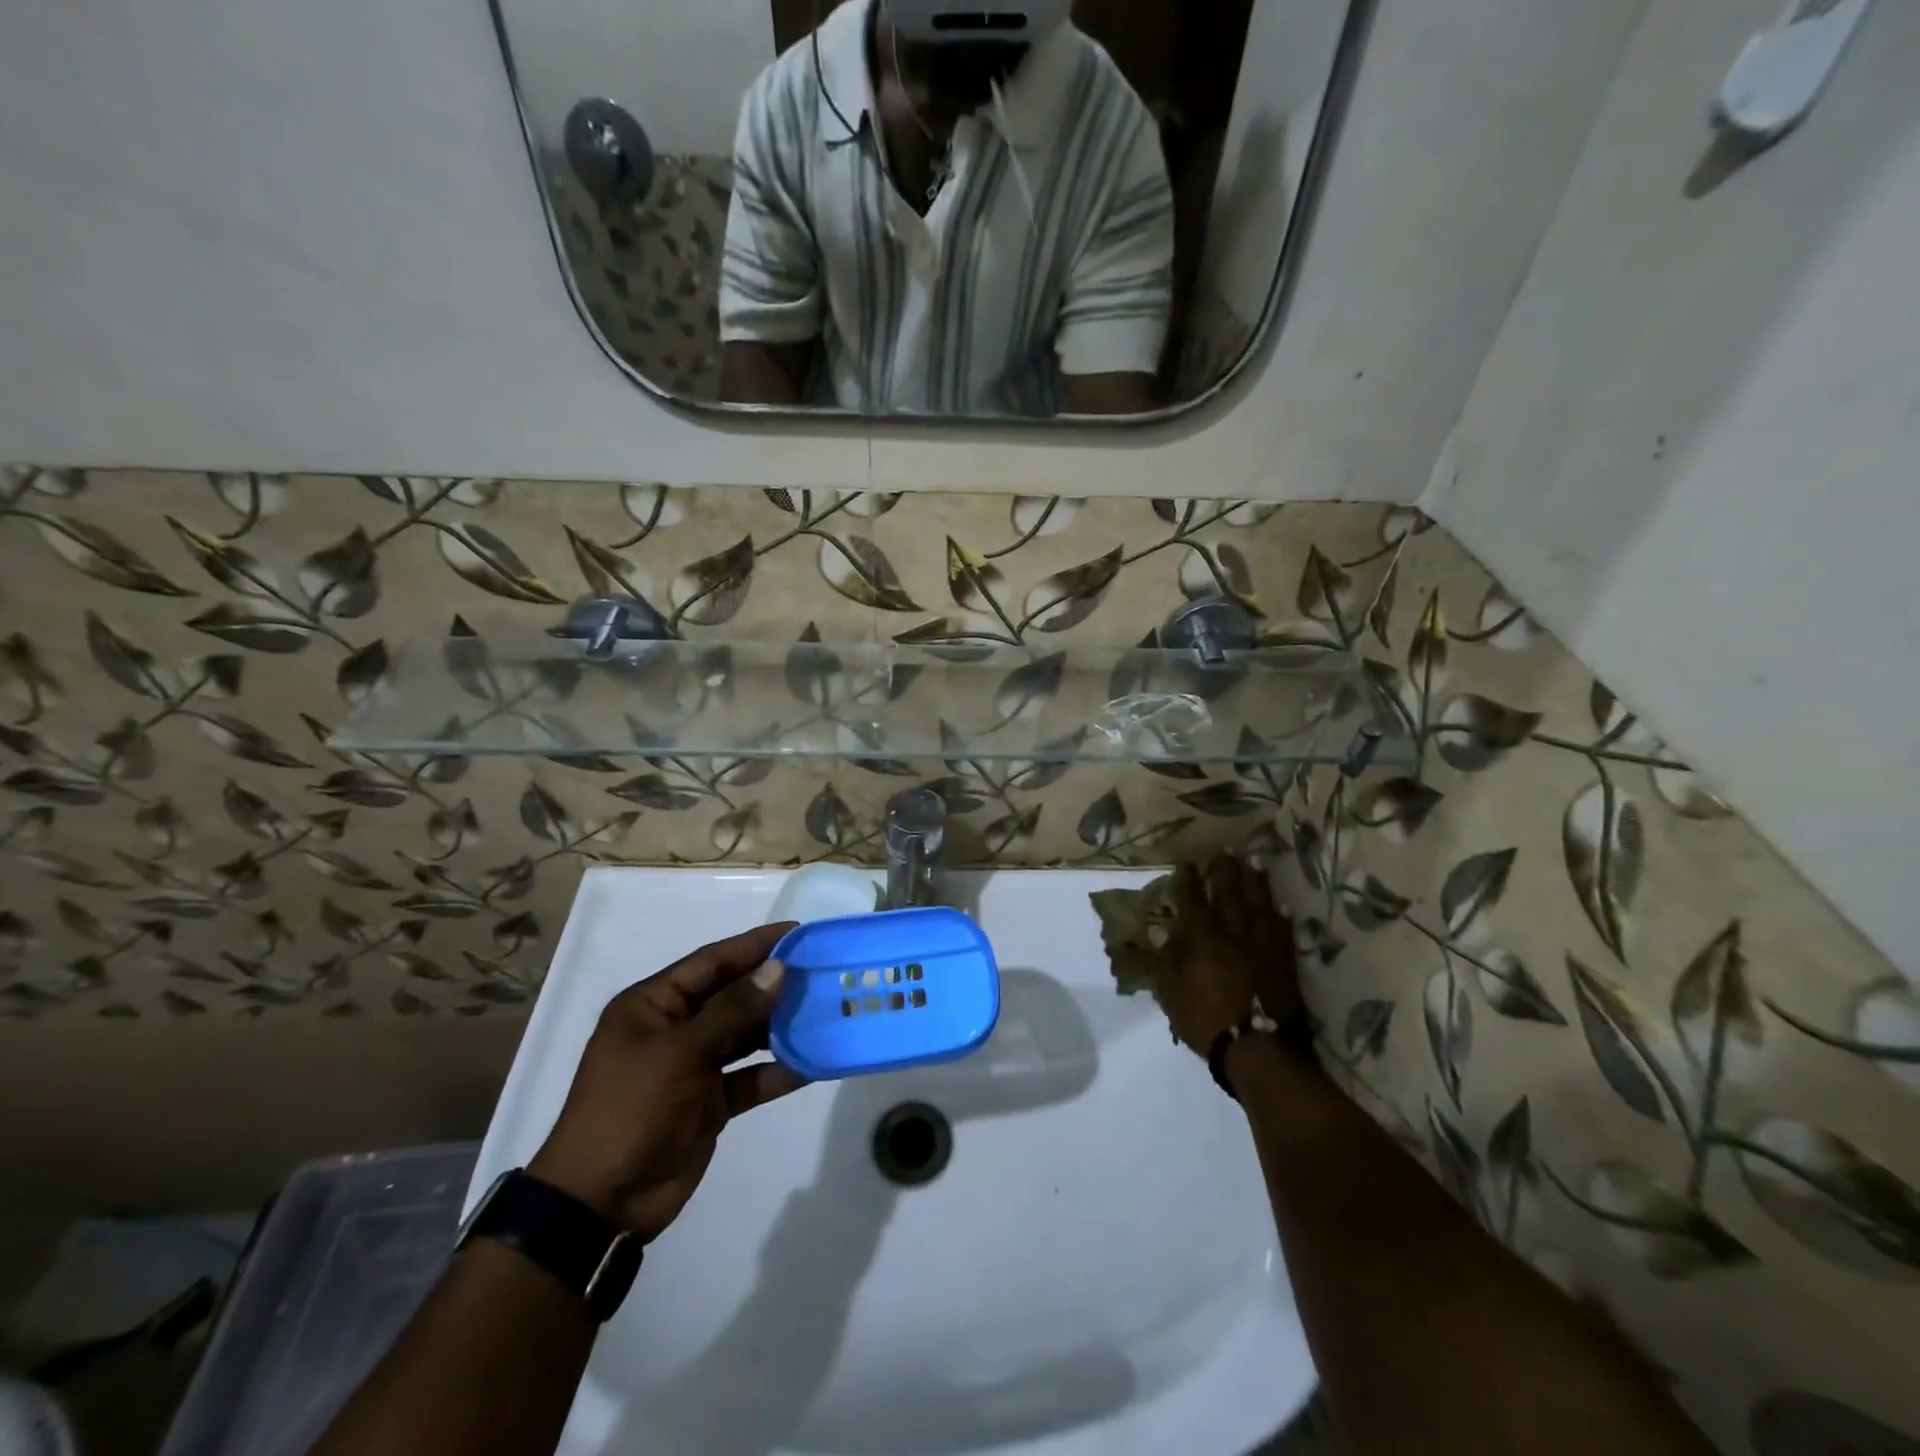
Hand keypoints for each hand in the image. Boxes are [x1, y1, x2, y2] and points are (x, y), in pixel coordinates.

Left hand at [529, 923, 807, 1242]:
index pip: (712, 962)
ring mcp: (694, 1066)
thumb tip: (777, 969)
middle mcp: (675, 1028)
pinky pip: (751, 1077)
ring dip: (781, 1026)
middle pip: (732, 995)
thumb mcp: (680, 1053)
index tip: (797, 932)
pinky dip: (779, 1071)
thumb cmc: (631, 1110)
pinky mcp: (711, 1101)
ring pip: (746, 1035)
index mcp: (654, 1005)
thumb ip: (732, 1010)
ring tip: (826, 1009)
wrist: (601, 1204)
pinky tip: (815, 1062)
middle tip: (822, 969)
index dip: (754, 945)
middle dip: (774, 984)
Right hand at [1163, 854, 1303, 1057]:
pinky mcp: (1284, 958)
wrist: (1259, 1048)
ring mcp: (1262, 943)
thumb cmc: (1206, 1021)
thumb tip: (1167, 933)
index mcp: (1202, 938)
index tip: (1188, 861)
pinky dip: (1278, 912)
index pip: (1193, 899)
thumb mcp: (1171, 993)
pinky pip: (1282, 927)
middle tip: (1223, 850)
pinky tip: (1277, 903)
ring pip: (1258, 902)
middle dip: (1224, 869)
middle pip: (1228, 892)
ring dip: (1253, 880)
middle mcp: (1232, 931)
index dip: (1189, 879)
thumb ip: (1168, 959)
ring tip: (1252, 861)